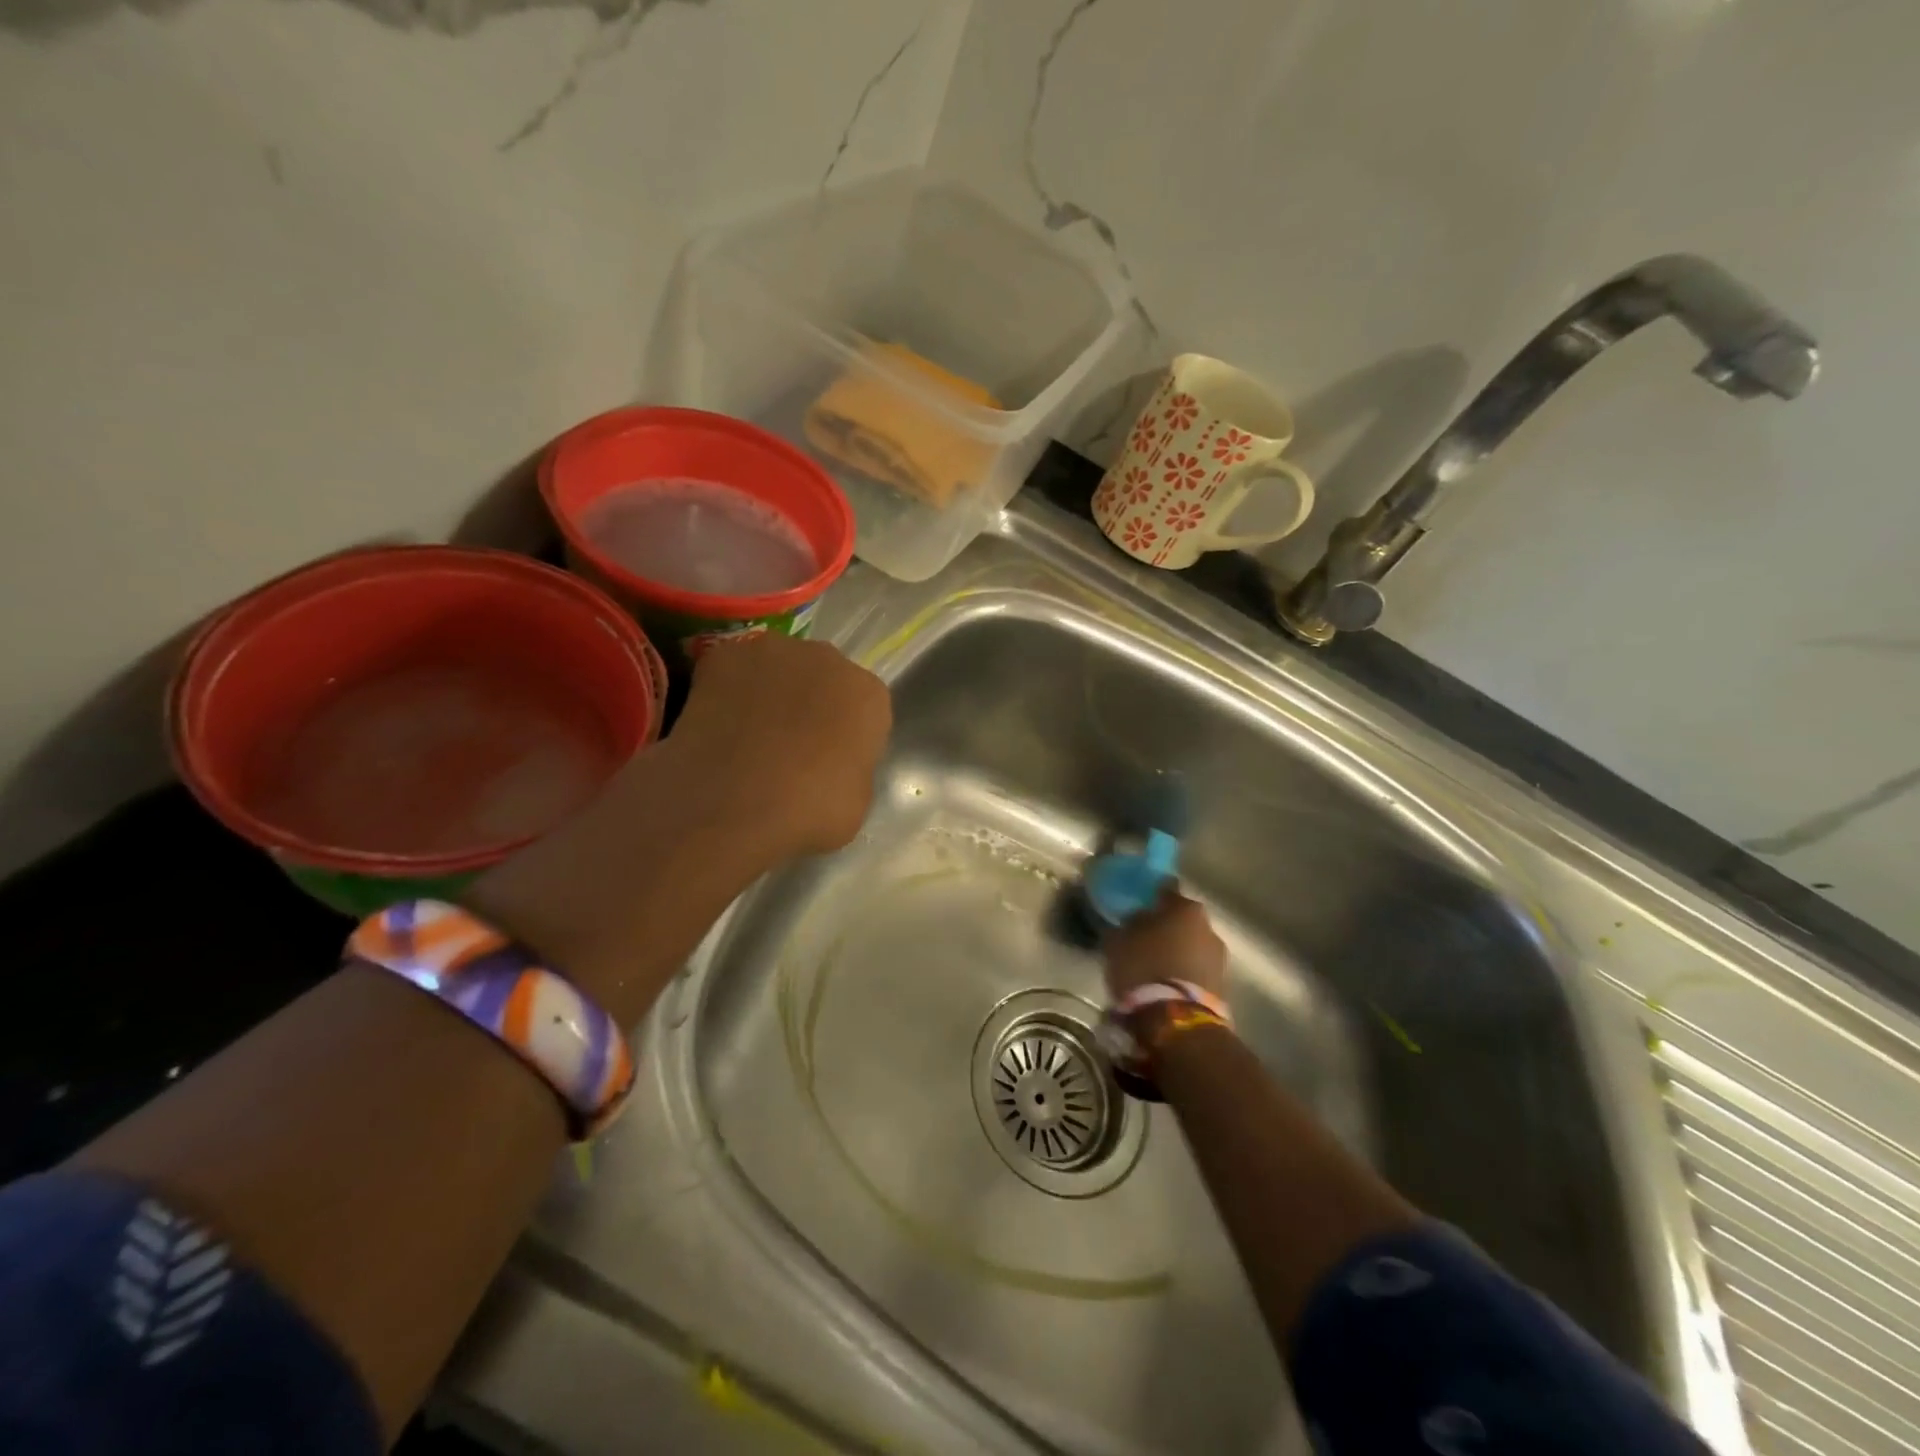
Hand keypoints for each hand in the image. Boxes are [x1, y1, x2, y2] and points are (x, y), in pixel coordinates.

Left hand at [669, 633, 891, 859]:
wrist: (734, 805)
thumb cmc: (809, 810)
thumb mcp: (855, 801)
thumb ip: (850, 767)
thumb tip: (829, 764)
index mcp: (869, 695)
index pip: (863, 708)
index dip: (845, 733)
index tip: (829, 760)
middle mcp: (827, 659)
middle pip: (821, 678)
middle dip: (809, 703)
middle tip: (788, 745)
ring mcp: (773, 652)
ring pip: (776, 669)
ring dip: (768, 692)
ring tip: (746, 735)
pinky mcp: (723, 655)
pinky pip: (730, 670)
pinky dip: (725, 691)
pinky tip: (715, 725)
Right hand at [1103, 885, 1226, 1000]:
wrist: (1176, 1020)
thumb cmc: (1143, 968)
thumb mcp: (1119, 941)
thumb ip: (1127, 924)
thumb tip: (1134, 919)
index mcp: (1185, 908)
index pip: (1167, 890)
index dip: (1151, 896)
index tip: (1138, 904)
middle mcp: (1209, 927)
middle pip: (1183, 920)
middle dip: (1166, 927)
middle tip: (1144, 937)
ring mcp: (1219, 958)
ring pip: (1192, 946)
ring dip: (1177, 952)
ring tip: (1154, 965)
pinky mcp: (1223, 987)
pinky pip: (1197, 970)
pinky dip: (1184, 973)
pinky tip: (1166, 983)